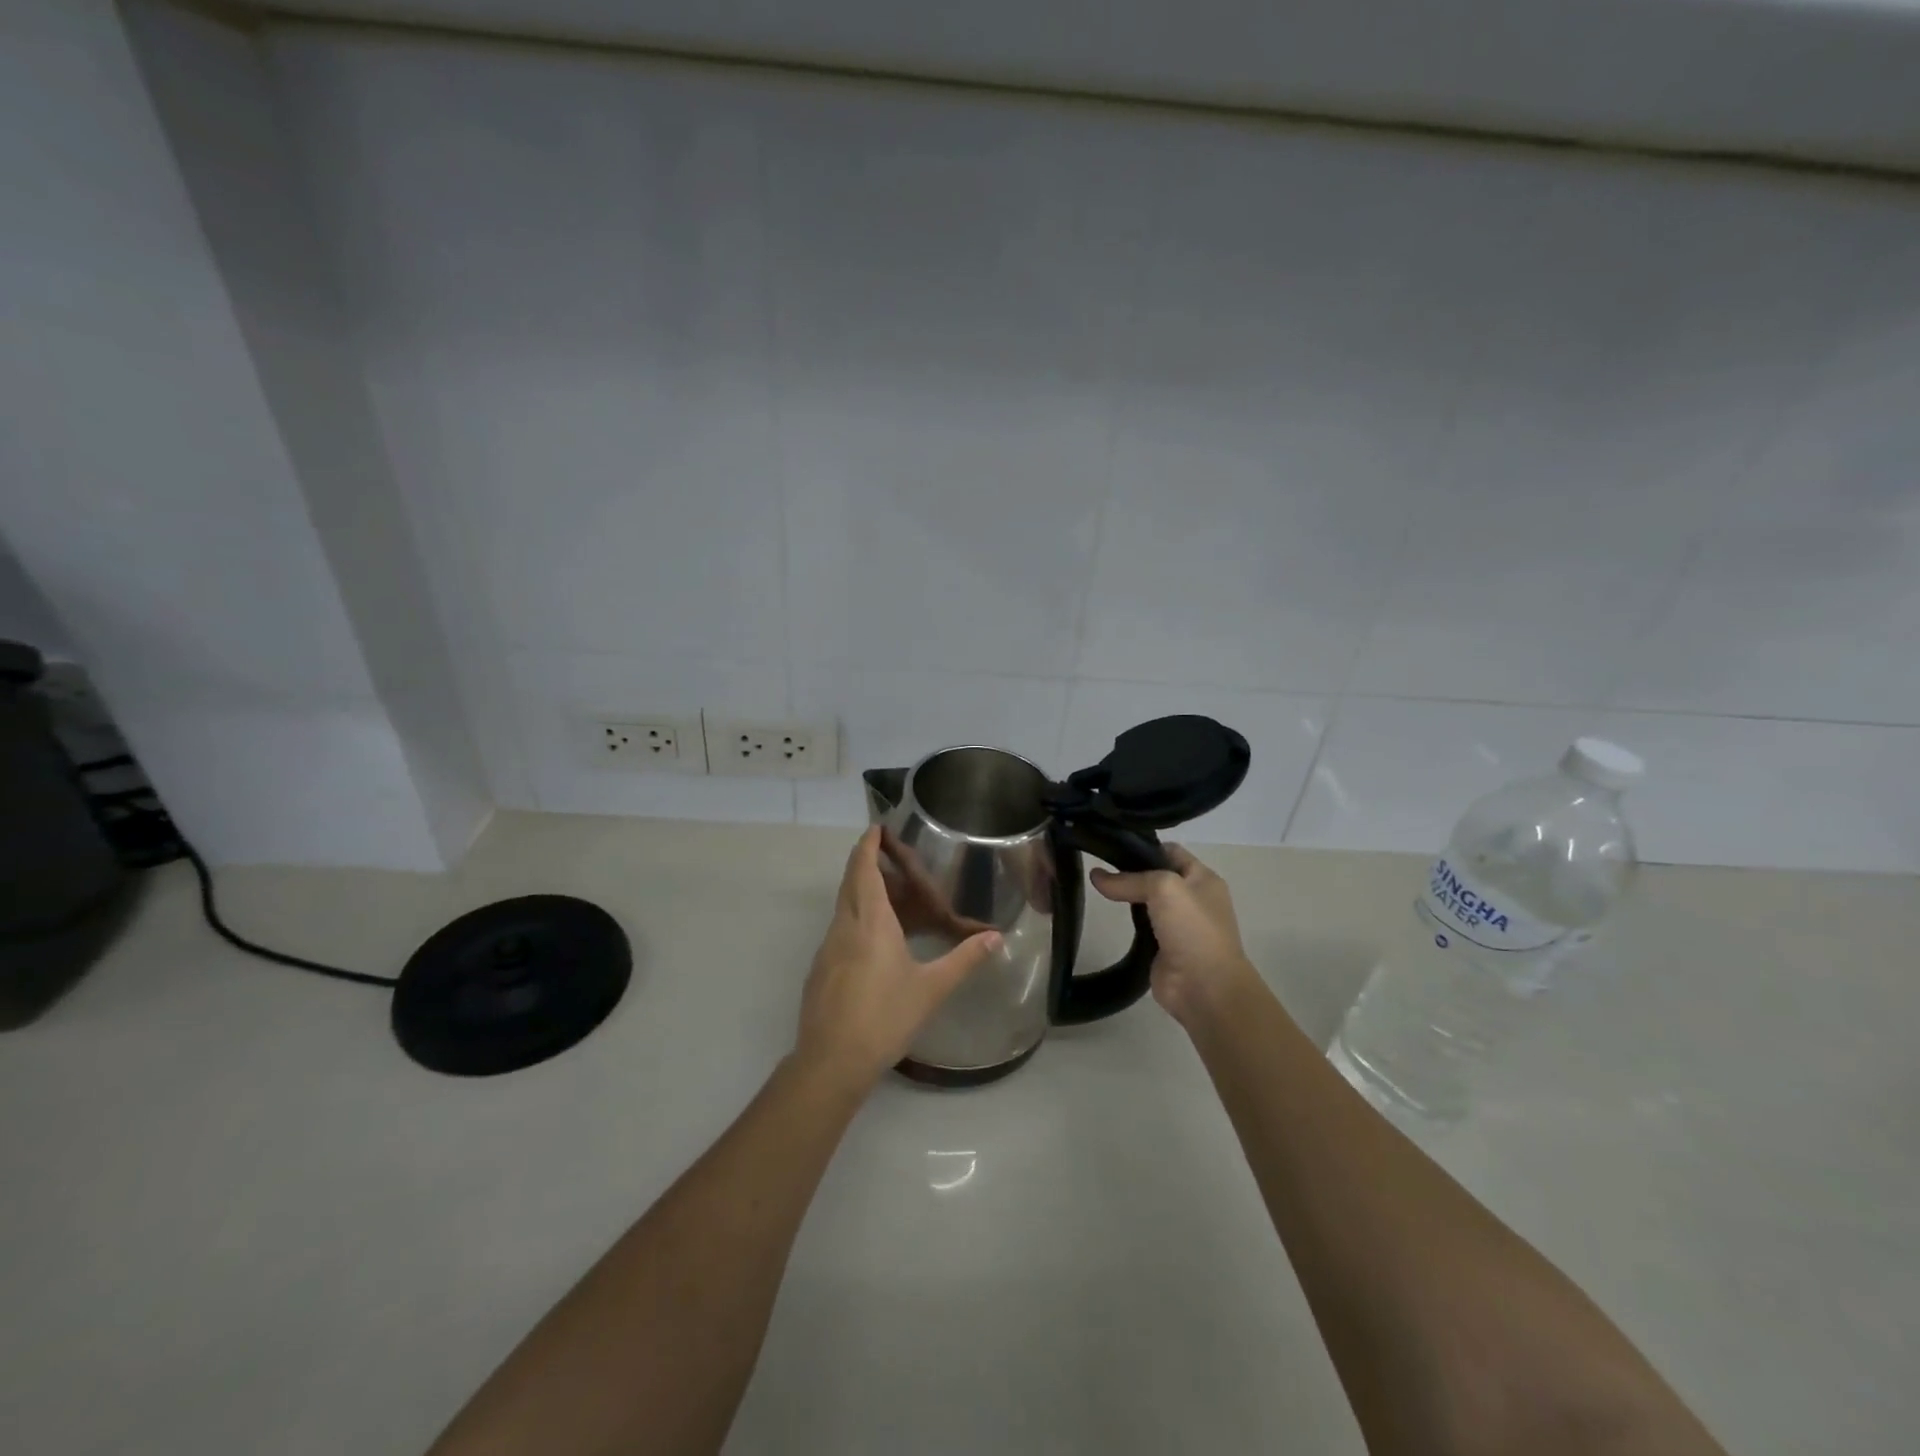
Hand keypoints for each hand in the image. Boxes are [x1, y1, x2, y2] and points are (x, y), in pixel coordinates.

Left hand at [795, 827, 1001, 1093]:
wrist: (832, 1060)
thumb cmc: (885, 1017)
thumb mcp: (931, 988)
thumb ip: (964, 959)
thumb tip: (995, 937)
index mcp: (870, 921)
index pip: (863, 868)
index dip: (868, 844)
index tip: (877, 827)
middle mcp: (844, 925)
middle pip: (850, 881)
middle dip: (866, 861)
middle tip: (891, 856)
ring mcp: (827, 947)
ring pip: (844, 905)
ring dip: (862, 891)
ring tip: (892, 896)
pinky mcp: (821, 968)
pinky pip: (840, 928)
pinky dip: (856, 916)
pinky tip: (876, 939)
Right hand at [1091, 845, 1262, 1029]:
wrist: (1205, 988)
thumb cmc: (1192, 929)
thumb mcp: (1164, 888)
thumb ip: (1129, 879)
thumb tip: (1096, 876)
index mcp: (1203, 879)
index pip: (1170, 851)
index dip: (1143, 846)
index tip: (1111, 845)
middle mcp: (1193, 898)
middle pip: (1157, 875)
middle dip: (1130, 870)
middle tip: (1098, 864)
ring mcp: (1179, 925)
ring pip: (1147, 901)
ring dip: (1127, 896)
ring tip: (1097, 886)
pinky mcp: (1163, 947)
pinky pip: (1141, 926)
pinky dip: (1127, 921)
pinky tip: (1108, 914)